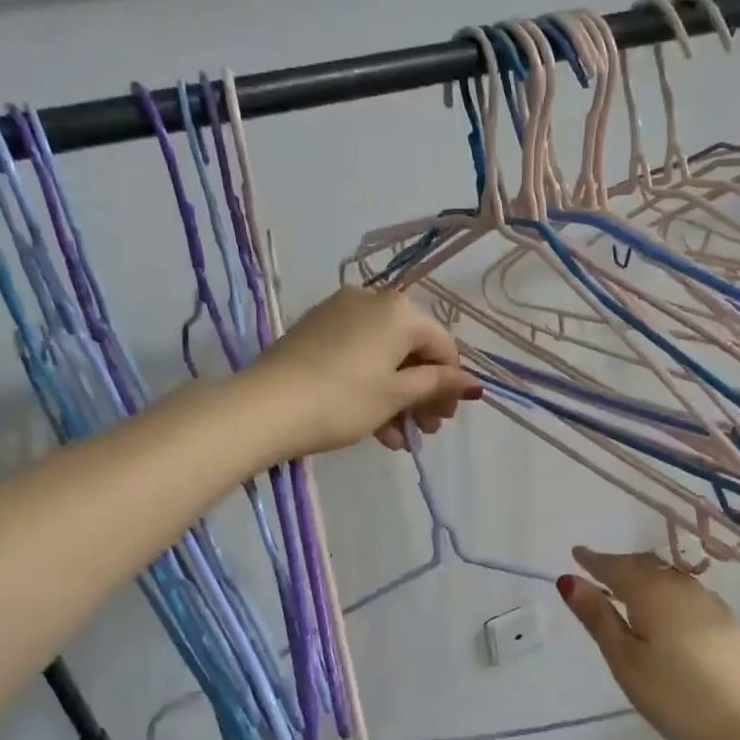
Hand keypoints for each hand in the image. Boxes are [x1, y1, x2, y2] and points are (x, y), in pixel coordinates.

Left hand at [249, 286, 480, 456]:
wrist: (265, 407)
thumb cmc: (343, 400)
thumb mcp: (396, 395)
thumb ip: (437, 385)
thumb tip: (474, 384)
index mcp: (399, 310)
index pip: (442, 344)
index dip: (451, 383)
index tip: (446, 418)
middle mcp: (372, 300)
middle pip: (412, 349)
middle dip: (423, 393)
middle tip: (425, 431)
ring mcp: (339, 313)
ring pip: (384, 356)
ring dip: (398, 398)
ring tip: (398, 438)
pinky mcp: (315, 331)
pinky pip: (358, 356)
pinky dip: (371, 387)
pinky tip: (375, 427)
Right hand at [559, 547, 739, 739]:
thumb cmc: (675, 693)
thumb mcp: (625, 659)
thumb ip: (598, 617)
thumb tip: (569, 579)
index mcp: (651, 591)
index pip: (615, 566)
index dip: (593, 560)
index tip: (576, 553)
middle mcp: (680, 586)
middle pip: (644, 565)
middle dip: (619, 565)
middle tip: (599, 571)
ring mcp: (708, 602)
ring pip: (668, 578)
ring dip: (644, 577)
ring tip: (628, 590)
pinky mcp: (726, 621)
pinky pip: (686, 593)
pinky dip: (666, 593)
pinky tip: (666, 612)